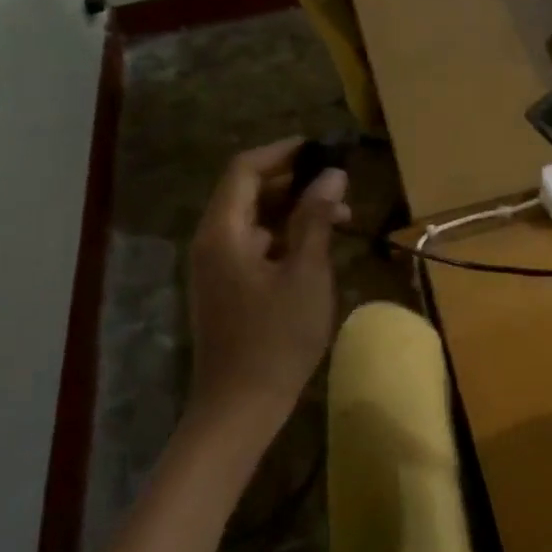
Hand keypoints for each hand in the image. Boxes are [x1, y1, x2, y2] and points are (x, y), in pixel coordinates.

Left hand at [186, 138, 351, 455]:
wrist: (240, 405)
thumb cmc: (277, 338)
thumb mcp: (306, 274)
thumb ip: (315, 219)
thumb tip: (332, 174)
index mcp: (223, 232)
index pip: (245, 169)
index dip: (282, 152)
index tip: (319, 146)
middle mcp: (212, 241)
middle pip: (247, 192)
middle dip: (293, 181)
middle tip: (338, 183)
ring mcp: (216, 266)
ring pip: (254, 219)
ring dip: (293, 210)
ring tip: (339, 216)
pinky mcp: (226, 287)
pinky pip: (254, 245)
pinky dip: (284, 236)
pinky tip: (317, 247)